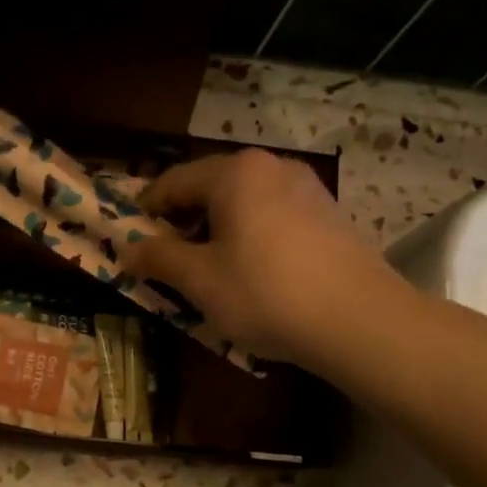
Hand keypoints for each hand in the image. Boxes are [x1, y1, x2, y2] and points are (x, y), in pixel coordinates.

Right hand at [124, 148, 411, 367]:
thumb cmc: (265, 293)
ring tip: (207, 268)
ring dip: (217, 230)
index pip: (173, 182)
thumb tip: (128, 249)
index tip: (129, 237)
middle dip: (183, 221)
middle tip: (166, 258)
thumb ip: (159, 258)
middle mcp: (272, 167)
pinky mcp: (329, 214)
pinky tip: (252, 271)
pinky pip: (273, 217)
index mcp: (235, 173)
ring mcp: (307, 188)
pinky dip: (250, 236)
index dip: (146, 209)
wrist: (358, 319)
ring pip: (244, 203)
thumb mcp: (200, 280)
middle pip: (211, 187)